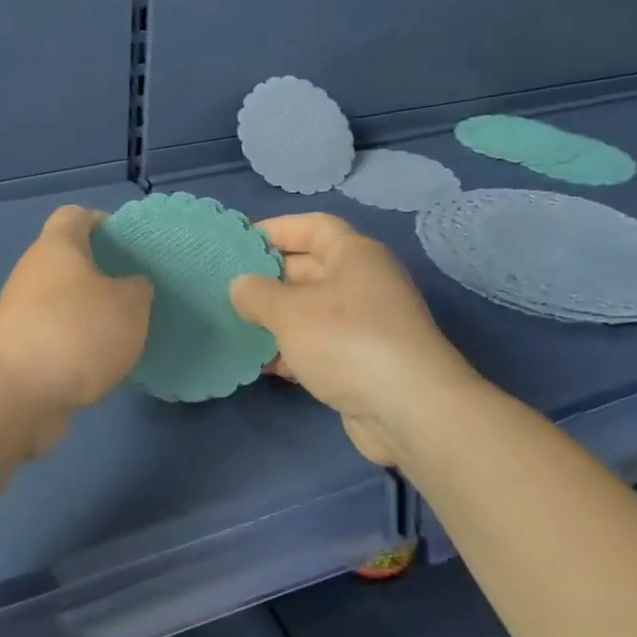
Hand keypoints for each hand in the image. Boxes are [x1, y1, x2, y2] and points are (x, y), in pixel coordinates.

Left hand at [0, 206, 152, 440]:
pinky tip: (105, 367)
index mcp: (57, 247)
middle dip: (104, 275)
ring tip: (128, 334)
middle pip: (70, 263)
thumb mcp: (129, 305)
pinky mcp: (21, 352)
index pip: (75, 216)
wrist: (13, 396)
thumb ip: (137, 289)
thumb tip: (130, 288)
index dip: (102, 222)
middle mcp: (34, 274)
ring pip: (66, 304)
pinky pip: (59, 339)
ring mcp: (22, 315)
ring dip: (93, 317)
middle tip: (138, 294)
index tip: (130, 244)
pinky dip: (80, 349)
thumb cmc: (75, 332)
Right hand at [231, 214, 482, 465]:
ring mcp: (366, 324)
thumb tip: (239, 285)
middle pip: (309, 269)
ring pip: (312, 311)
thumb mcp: (289, 311)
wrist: (409, 409)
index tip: (240, 242)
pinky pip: (320, 345)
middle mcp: (364, 283)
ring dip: (277, 319)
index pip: (312, 226)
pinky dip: (293, 350)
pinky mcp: (364, 361)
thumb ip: (257, 293)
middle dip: (269, 279)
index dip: (276, 229)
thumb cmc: (346, 340)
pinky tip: (264, 364)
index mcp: (354, 255)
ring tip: (237, 326)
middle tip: (228, 289)